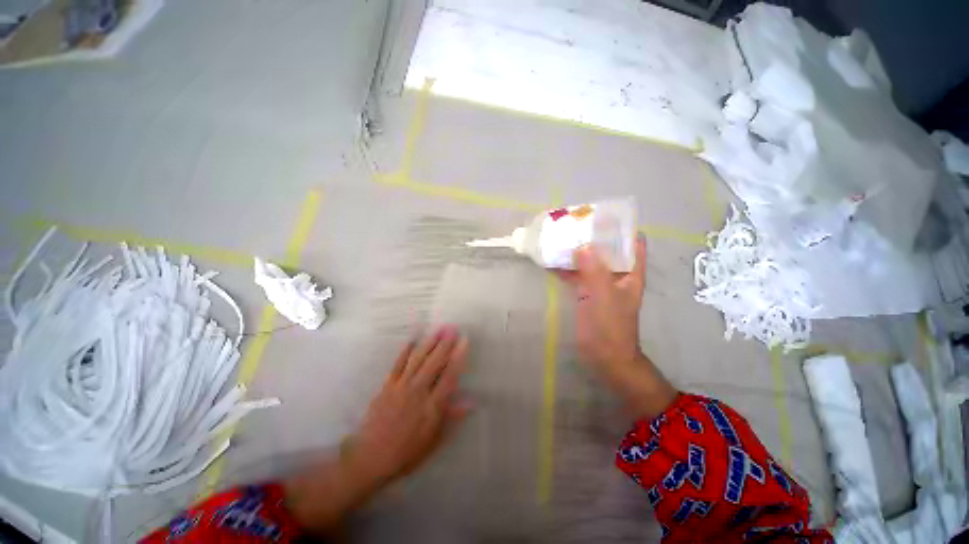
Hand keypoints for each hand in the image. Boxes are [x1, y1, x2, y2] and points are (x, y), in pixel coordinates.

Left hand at [284, 328, 468, 533]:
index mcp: (432, 407)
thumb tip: (470, 402)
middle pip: (434, 363)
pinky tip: (412, 340)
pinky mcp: (387, 386)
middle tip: (452, 328)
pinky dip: (406, 351)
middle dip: (445, 344)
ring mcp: (401, 387)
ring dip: (429, 343)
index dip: (458, 357)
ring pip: (418, 359)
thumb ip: (451, 418)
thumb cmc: (406, 452)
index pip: (449, 376)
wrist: (370, 458)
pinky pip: (398, 364)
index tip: (464, 341)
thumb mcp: (434, 441)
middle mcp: (418, 392)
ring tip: (438, 329)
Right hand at [559, 237, 647, 371]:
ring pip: (589, 261)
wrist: (604, 356)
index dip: (620, 227)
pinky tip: (551, 260)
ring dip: (576, 251)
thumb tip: (582, 246)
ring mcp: (601, 284)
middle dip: (591, 236)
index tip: (601, 217)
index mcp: (630, 272)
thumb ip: (594, 271)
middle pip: (607, 248)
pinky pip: (577, 275)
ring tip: (560, 237)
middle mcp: (617, 274)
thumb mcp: (603, 297)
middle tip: (573, 224)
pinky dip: (566, 267)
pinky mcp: (587, 293)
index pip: (632, 242)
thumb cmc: (610, 327)